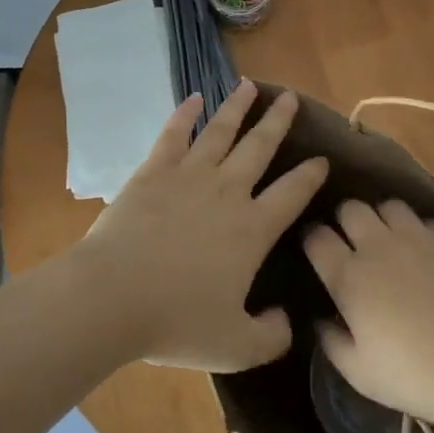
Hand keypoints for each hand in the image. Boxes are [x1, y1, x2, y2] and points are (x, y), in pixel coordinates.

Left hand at [74, 79, 328, 371]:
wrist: (111, 298)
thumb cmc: (176, 323)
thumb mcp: (236, 347)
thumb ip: (271, 337)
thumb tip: (288, 321)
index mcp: (253, 229)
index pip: (293, 193)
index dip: (311, 175)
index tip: (322, 159)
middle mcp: (228, 192)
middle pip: (261, 147)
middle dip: (279, 121)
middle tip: (292, 98)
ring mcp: (189, 176)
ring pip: (221, 131)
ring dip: (238, 107)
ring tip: (251, 85)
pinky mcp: (153, 171)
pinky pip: (174, 134)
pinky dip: (185, 113)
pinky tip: (194, 97)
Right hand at [303, 199, 433, 430]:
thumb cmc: (415, 375)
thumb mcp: (360, 373)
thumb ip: (332, 342)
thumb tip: (321, 320)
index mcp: (349, 277)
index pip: (317, 237)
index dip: (313, 240)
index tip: (317, 250)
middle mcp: (379, 246)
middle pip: (350, 208)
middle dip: (346, 220)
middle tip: (354, 241)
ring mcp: (418, 237)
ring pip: (389, 205)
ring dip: (383, 219)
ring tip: (391, 240)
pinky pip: (426, 221)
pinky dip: (420, 231)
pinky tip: (427, 253)